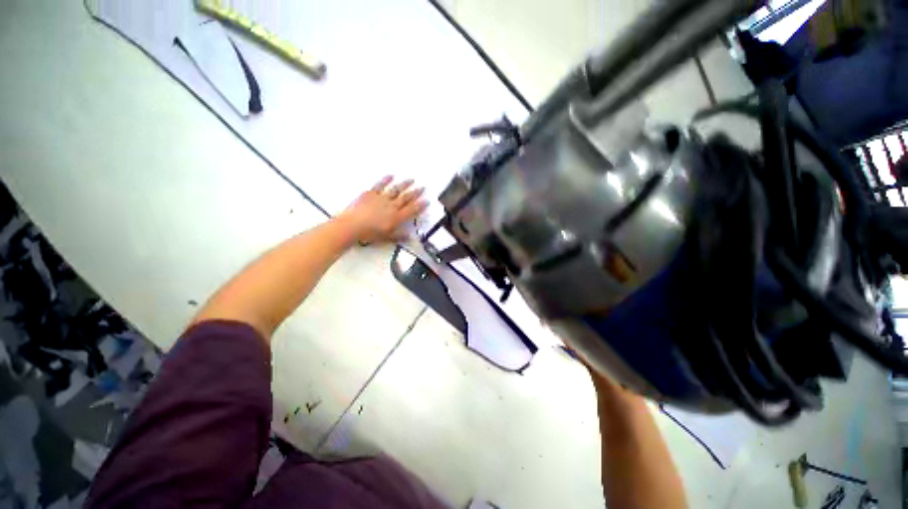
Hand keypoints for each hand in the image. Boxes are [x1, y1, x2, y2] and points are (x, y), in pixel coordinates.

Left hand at [339, 176, 427, 243]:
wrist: (352, 226)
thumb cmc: (369, 234)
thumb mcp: (386, 237)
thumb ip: (399, 235)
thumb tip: (410, 236)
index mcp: (396, 218)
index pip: (411, 210)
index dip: (420, 205)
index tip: (426, 200)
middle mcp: (391, 206)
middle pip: (406, 198)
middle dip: (415, 193)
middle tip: (422, 187)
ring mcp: (381, 198)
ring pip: (395, 190)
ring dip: (404, 184)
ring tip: (411, 180)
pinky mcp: (370, 194)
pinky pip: (380, 185)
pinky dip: (385, 180)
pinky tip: (390, 176)